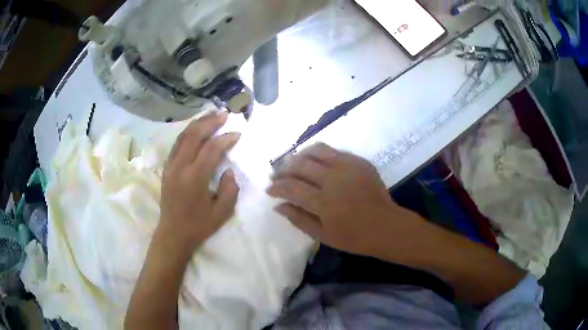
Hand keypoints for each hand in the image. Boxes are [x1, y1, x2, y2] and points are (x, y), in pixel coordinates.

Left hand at [158, 112, 239, 255]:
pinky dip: (188, 133)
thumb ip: (230, 189)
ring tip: (211, 114)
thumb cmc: (198, 226)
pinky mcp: (166, 168)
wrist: (173, 234)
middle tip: (225, 115)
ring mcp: (170, 166)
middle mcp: (180, 167)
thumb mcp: (221, 213)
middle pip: (194, 135)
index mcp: (194, 178)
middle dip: (210, 122)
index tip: (237, 134)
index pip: (211, 149)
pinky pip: (177, 144)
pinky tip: (196, 129)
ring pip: (183, 136)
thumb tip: (229, 170)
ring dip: (198, 123)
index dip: (226, 138)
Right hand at [267, 143, 417, 255]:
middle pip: (300, 165)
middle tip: (277, 175)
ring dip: (299, 155)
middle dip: (283, 169)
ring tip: (292, 163)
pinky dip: (319, 154)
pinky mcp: (359, 161)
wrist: (387, 227)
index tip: (269, 189)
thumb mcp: (323, 235)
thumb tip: (278, 205)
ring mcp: (348, 167)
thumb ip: (298, 219)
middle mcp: (334, 179)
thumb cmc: (354, 237)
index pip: (291, 187)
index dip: (276, 187)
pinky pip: (334, 151)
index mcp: (324, 202)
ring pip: (316, 150)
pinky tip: (315, 162)